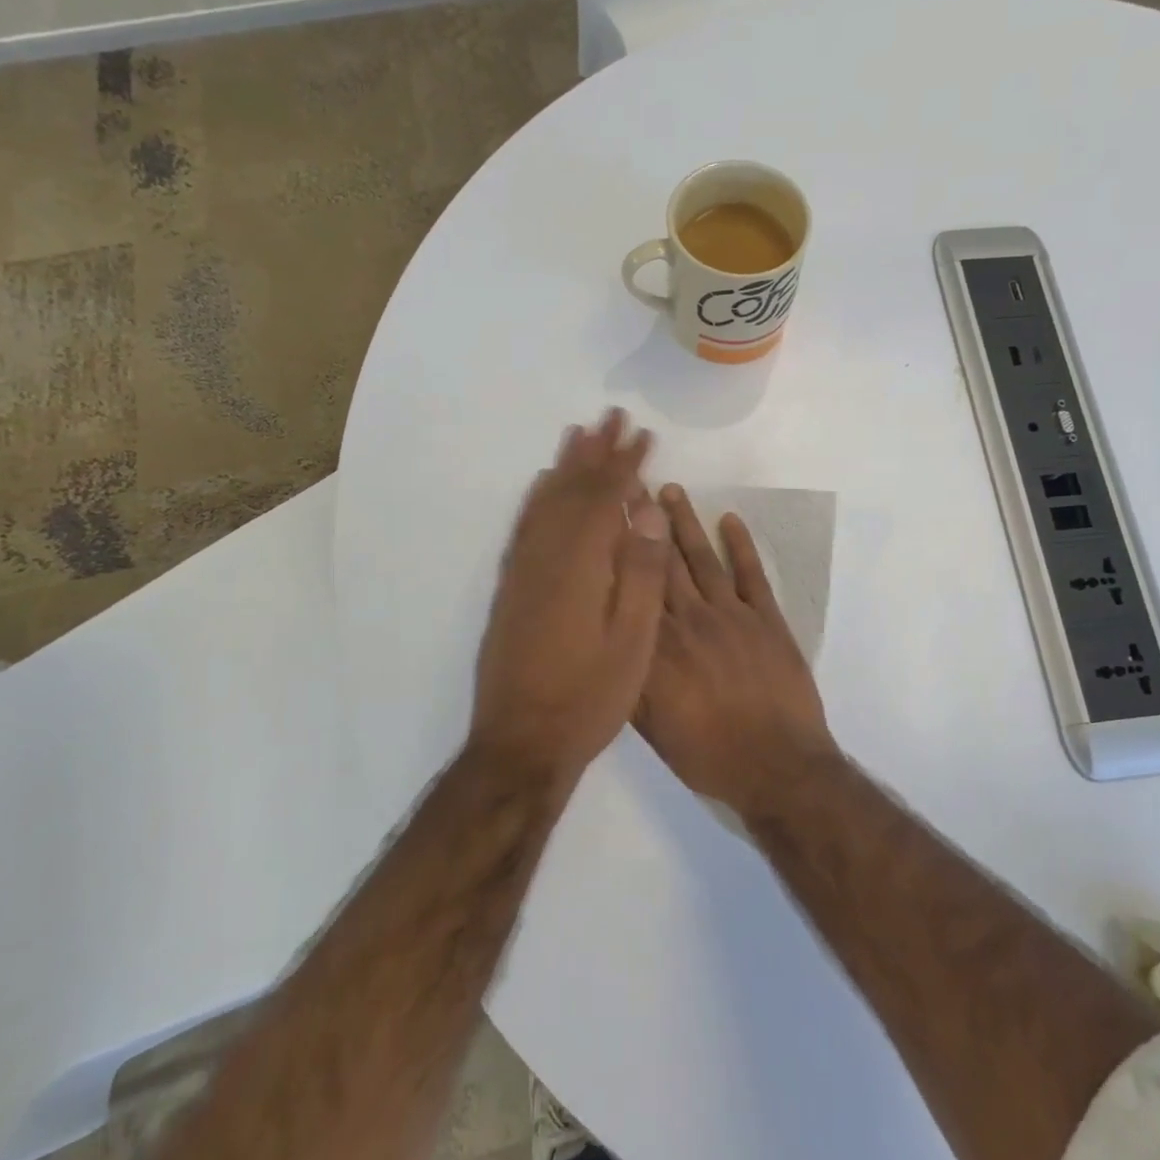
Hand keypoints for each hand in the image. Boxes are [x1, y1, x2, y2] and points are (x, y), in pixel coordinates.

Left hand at [471, 410, 671, 778]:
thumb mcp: (633, 641)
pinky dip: (536, 499)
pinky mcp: (510, 589)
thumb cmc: (589, 696)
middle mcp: (546, 557)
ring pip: (545, 503)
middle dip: (595, 452)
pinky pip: (524, 528)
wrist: (521, 743)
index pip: (607, 499)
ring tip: (578, 435)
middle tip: (611, 416)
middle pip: (573, 490)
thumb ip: (641, 572)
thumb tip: (649, 511)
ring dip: (564, 467)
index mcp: (582, 566)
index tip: (644, 434)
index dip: (627, 463)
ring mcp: (523, 572)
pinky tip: (542, 490)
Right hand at [635, 485, 836, 819]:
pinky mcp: (768, 619)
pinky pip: (752, 574)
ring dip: (686, 523)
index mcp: (658, 648)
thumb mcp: (651, 729)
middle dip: (645, 522)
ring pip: (702, 559)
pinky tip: (730, 520)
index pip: (631, 587)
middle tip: (631, 483)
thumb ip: (629, 681)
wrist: (778, 766)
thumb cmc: (708, 754)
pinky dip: (742, 545)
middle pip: (662, 562)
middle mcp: (690, 621)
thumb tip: (607, 641)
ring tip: (671, 490)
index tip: (604, 515)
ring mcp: (732, 616)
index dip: (617, 549)